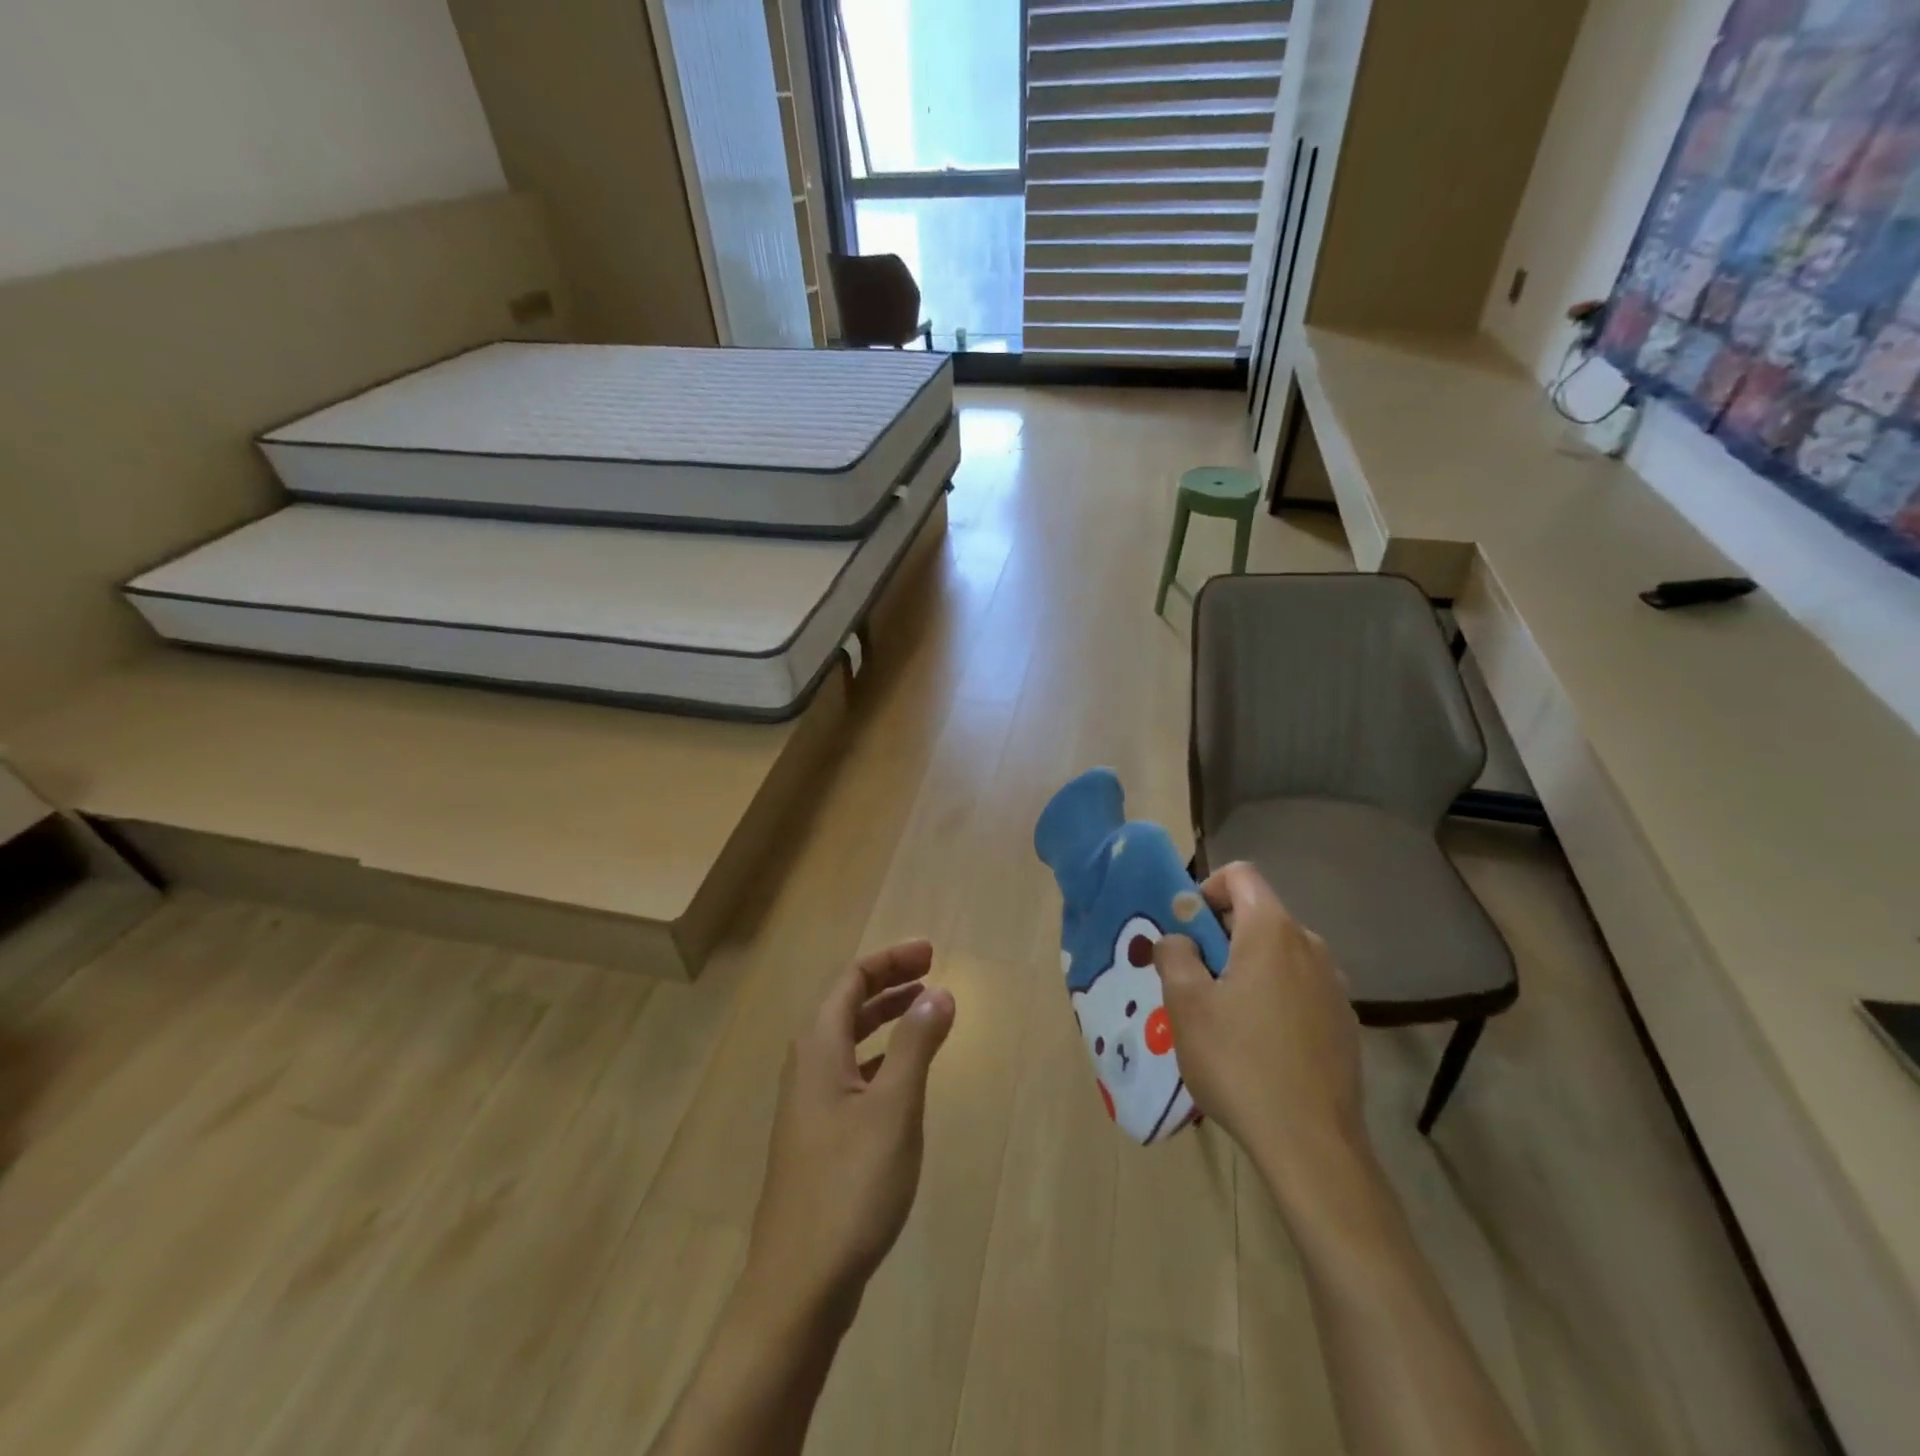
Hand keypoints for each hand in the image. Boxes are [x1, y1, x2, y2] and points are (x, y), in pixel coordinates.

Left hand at [746, 941, 955, 1323]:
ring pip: (850, 1039)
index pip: (852, 979)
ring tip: (925, 1010)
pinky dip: (881, 1057)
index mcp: (818, 1047)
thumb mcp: (893, 1108)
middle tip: (933, 972)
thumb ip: (917, 1045)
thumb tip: (941, 992)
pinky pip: (852, 1072)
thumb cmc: (849, 1185)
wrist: (800, 1283)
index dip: (891, 960)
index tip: (931, 953)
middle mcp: (807, 1066)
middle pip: (847, 1004)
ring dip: (885, 1017)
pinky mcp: (818, 1135)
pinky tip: (904, 1074)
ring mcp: (809, 1103)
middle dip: (890, 982)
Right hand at [1152, 863, 1367, 1214]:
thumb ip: (1175, 955)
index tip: (1186, 930)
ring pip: (1278, 955)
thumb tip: (1178, 939)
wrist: (1312, 1145)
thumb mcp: (1186, 1004)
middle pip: (1258, 915)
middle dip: (1219, 936)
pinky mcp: (1344, 1022)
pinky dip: (1271, 997)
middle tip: (1193, 980)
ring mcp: (1333, 986)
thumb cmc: (1239, 1062)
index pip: (1240, 875)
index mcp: (1272, 931)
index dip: (1206, 889)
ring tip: (1222, 1018)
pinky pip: (1298, 988)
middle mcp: (1311, 946)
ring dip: (1245, 968)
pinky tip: (1257, 1046)